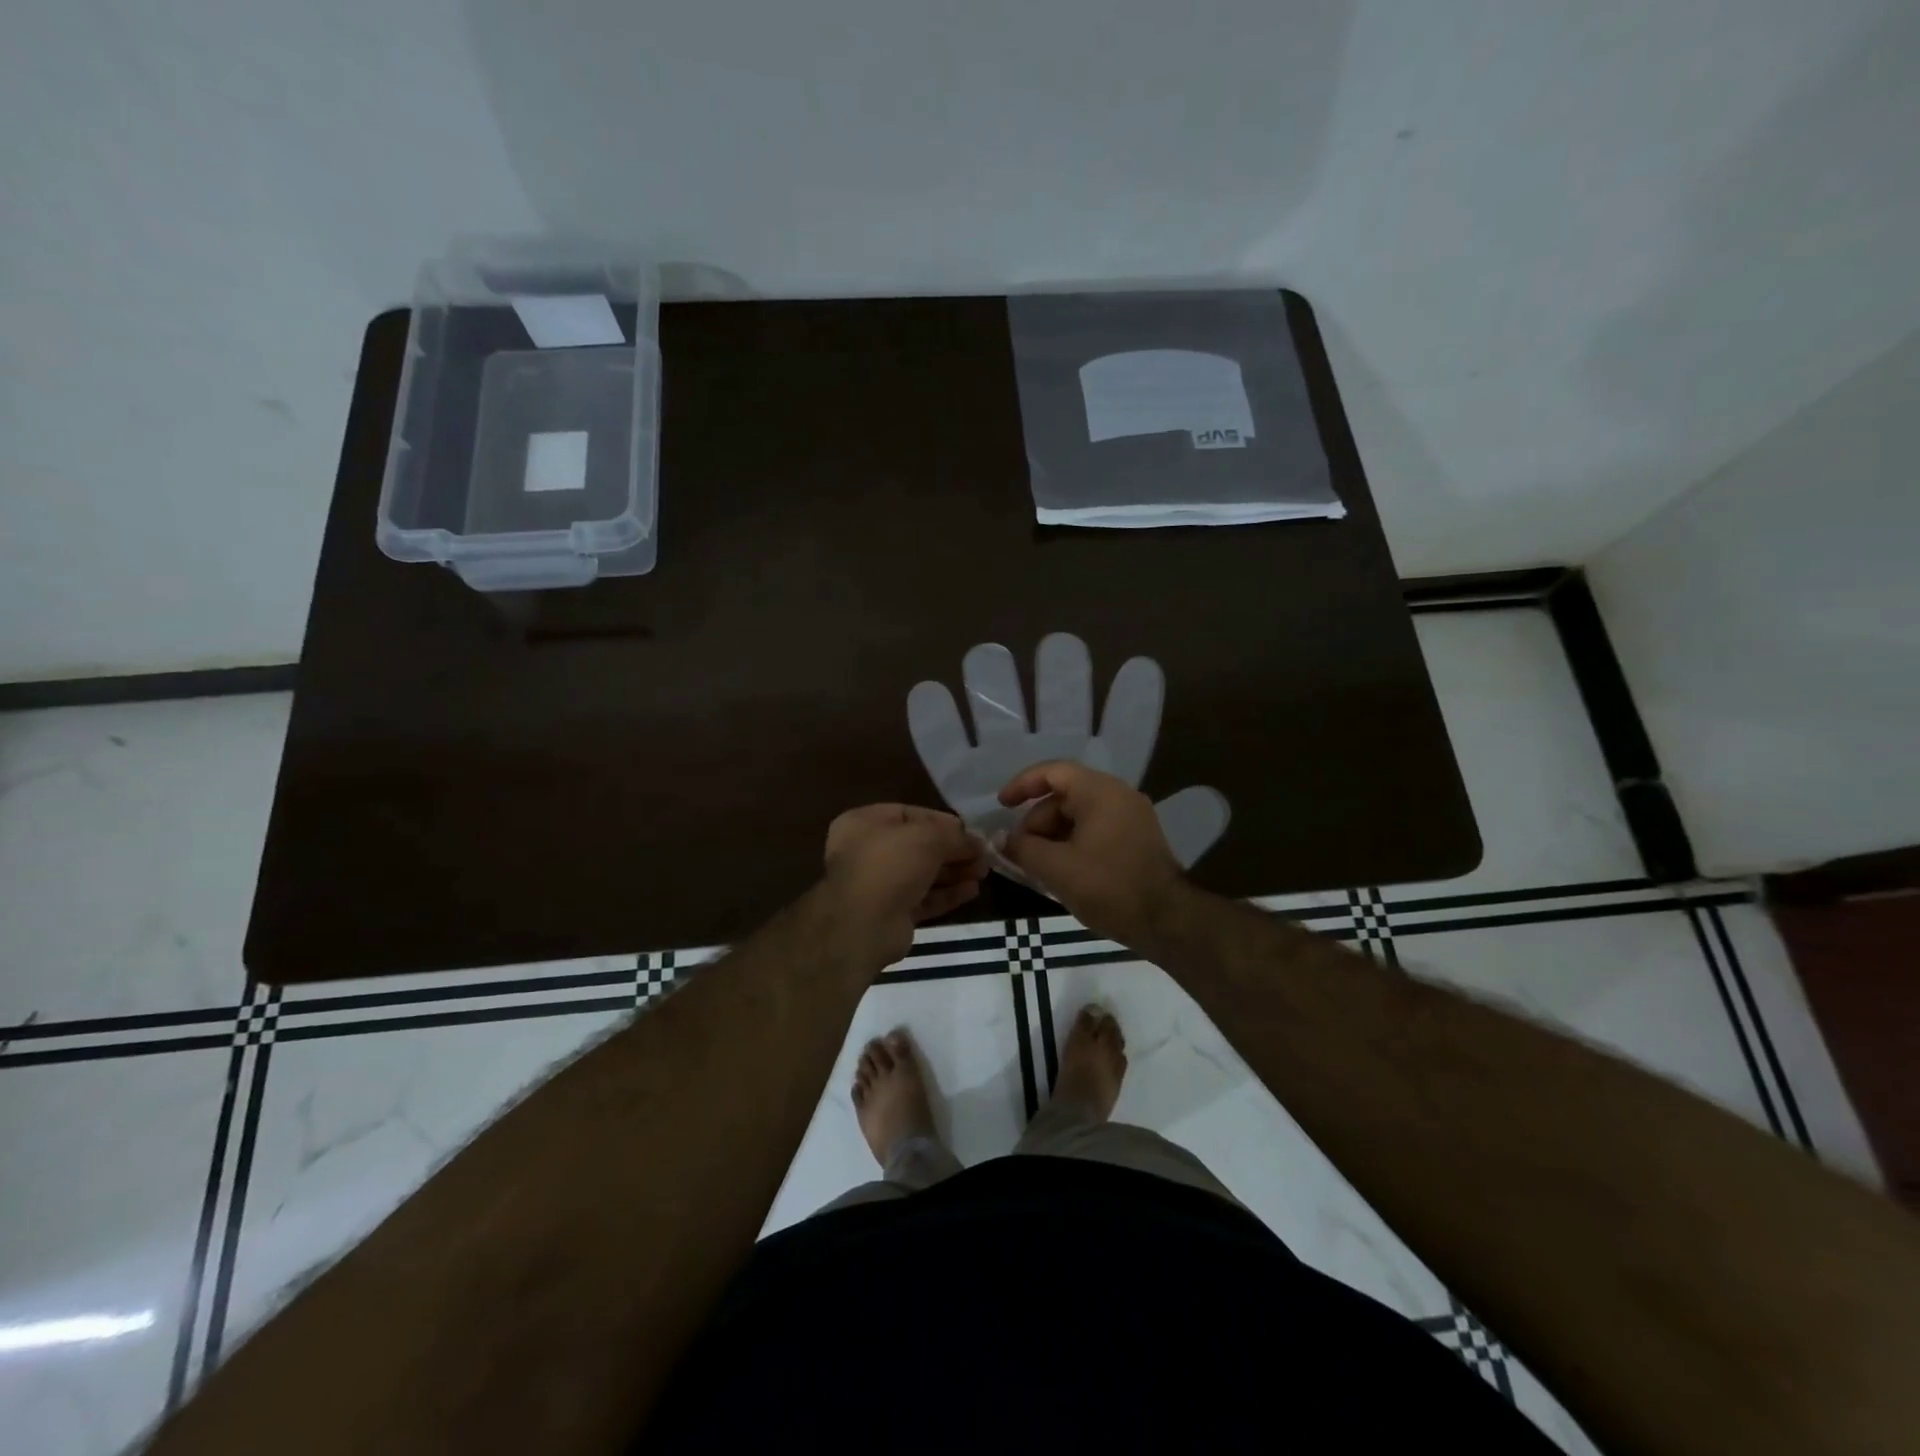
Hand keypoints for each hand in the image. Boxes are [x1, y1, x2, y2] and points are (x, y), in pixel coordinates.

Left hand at [821, 804, 989, 966]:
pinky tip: (972, 891)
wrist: (863, 925)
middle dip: (953, 850)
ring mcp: (879, 884)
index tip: (970, 830)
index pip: (909, 814)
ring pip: (923, 873)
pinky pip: (924, 898)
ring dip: (954, 872)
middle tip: (983, 855)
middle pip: (918, 846)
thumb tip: (978, 842)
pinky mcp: (891, 913)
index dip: (941, 821)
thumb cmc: (890, 864)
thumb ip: (955, 836)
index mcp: (864, 823)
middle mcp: (868, 851)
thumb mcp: (928, 837)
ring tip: (984, 872)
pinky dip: (947, 894)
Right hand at [999, 761, 1188, 947]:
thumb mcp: (1057, 869)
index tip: (1001, 805)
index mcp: (1100, 792)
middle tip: (1019, 851)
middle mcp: (1118, 795)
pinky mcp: (1136, 839)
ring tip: (1036, 866)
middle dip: (1036, 821)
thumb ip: (1023, 849)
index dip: (1022, 784)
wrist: (1167, 921)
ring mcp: (1131, 817)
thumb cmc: (1109, 887)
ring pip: (1079, 815)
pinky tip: (1060, 870)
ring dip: (1053, 835)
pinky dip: (1072, 842)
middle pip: (1065, 795)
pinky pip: (1095, 829)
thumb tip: (1000, 840)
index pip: (1053, 772)